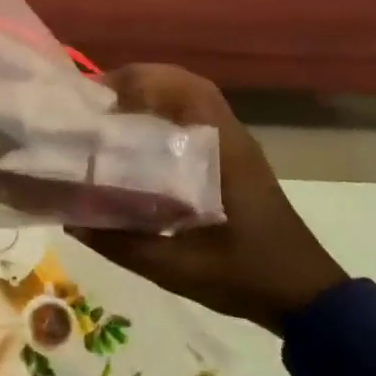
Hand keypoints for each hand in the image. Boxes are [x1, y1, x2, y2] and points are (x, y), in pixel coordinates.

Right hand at [70, 65, 347, 326]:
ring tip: (113, 110)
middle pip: (186, 85)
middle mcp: (231, 137)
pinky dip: (167, 113)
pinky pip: (198, 119)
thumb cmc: (245, 275)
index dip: (140, 81)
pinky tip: (141, 138)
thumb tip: (71, 223)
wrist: (303, 294)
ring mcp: (237, 147)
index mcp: (222, 151)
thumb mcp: (178, 267)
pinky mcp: (236, 161)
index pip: (184, 91)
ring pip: (193, 99)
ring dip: (155, 94)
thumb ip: (123, 245)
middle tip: (99, 98)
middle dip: (141, 80)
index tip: (98, 94)